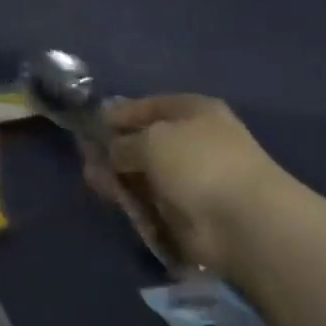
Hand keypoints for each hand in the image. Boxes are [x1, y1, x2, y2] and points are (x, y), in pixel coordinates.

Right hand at [93, 96, 288, 271]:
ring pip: (143, 173)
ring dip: (117, 177)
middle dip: (114, 150)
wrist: (239, 219)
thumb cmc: (197, 163)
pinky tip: (114, 201)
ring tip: (94, 181)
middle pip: (144, 141)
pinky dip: (131, 201)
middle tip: (86, 158)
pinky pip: (149, 201)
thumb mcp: (151, 139)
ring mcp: (189, 178)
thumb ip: (123, 142)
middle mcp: (193, 141)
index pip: (151, 106)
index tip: (92, 125)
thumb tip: (111, 151)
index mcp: (194, 111)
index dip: (121, 113)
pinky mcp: (183, 210)